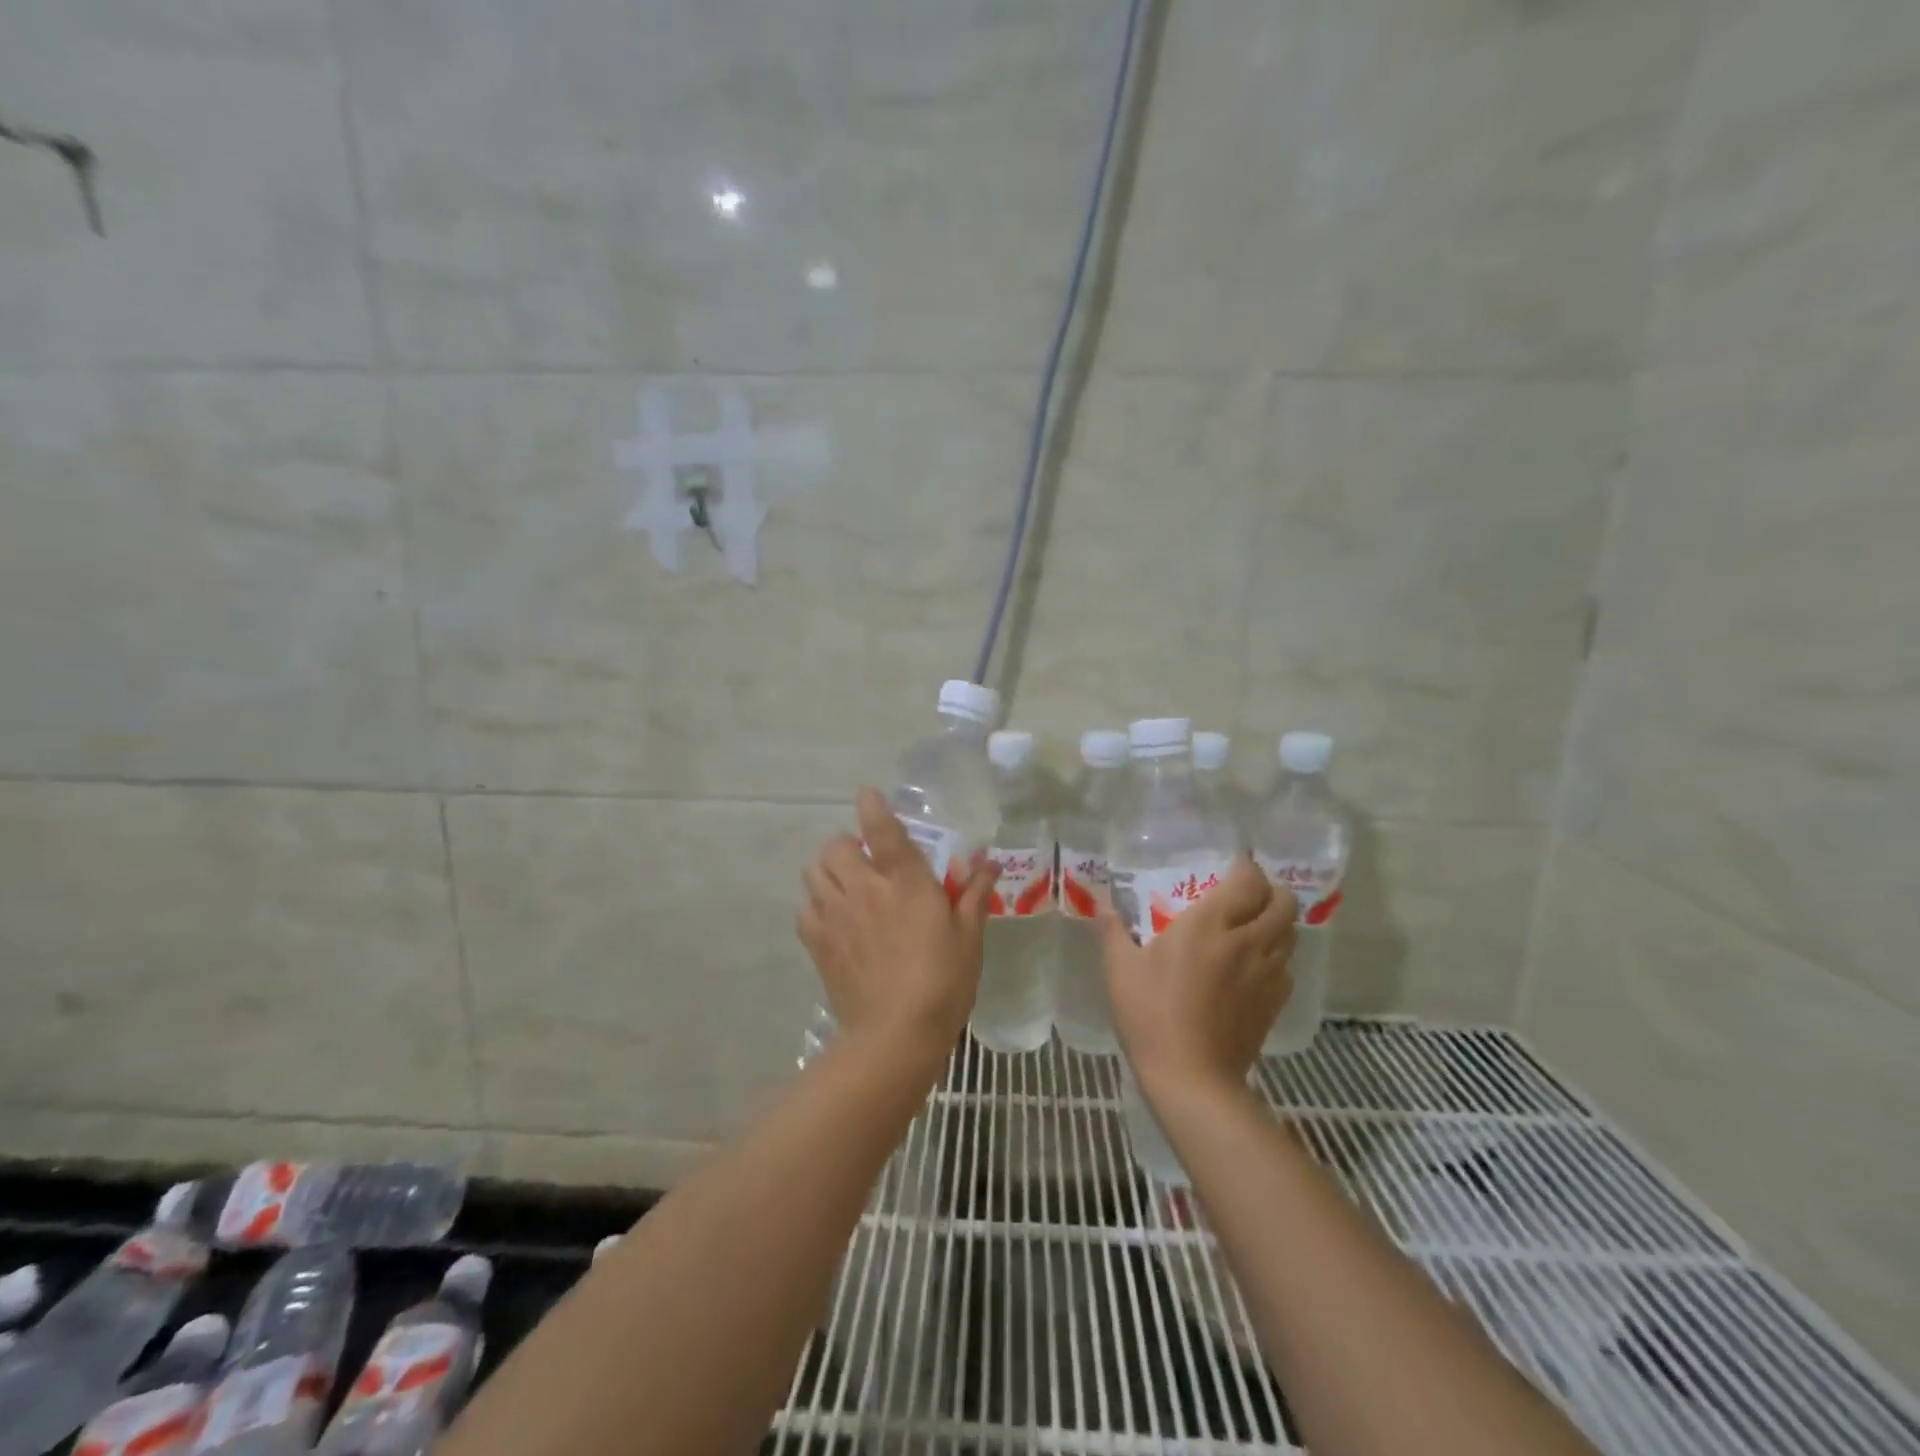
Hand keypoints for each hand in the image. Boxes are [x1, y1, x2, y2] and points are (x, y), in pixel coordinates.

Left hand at [796, 786, 998, 1066]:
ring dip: (828, 869)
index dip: (872, 805)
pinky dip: (815, 903)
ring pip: (814, 871)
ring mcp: (835, 914)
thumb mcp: (969, 936)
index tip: (867, 793)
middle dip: (848, 844)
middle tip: (867, 861)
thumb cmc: (942, 981)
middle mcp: (863, 888)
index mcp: (904, 881)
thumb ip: (974, 894)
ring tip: (847, 884)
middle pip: (836, 845)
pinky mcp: (817, 943)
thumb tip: (988, 862)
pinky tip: (834, 918)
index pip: (881, 829)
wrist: (895, 1035)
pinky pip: (805, 907)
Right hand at [1102, 855, 1297, 1096]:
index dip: (1247, 867)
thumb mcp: (1120, 969)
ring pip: (1290, 934)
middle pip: (1283, 903)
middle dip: (1271, 891)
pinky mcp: (1274, 1004)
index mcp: (1209, 925)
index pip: (1248, 881)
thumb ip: (1113, 931)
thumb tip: (1103, 906)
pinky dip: (1276, 956)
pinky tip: (1253, 966)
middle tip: (1247, 894)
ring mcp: (1266, 974)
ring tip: (1253, 924)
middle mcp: (1247, 941)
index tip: (1233, 865)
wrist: (1191, 1078)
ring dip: (1277, 922)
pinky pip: (1286, 966)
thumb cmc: (1151, 1015)